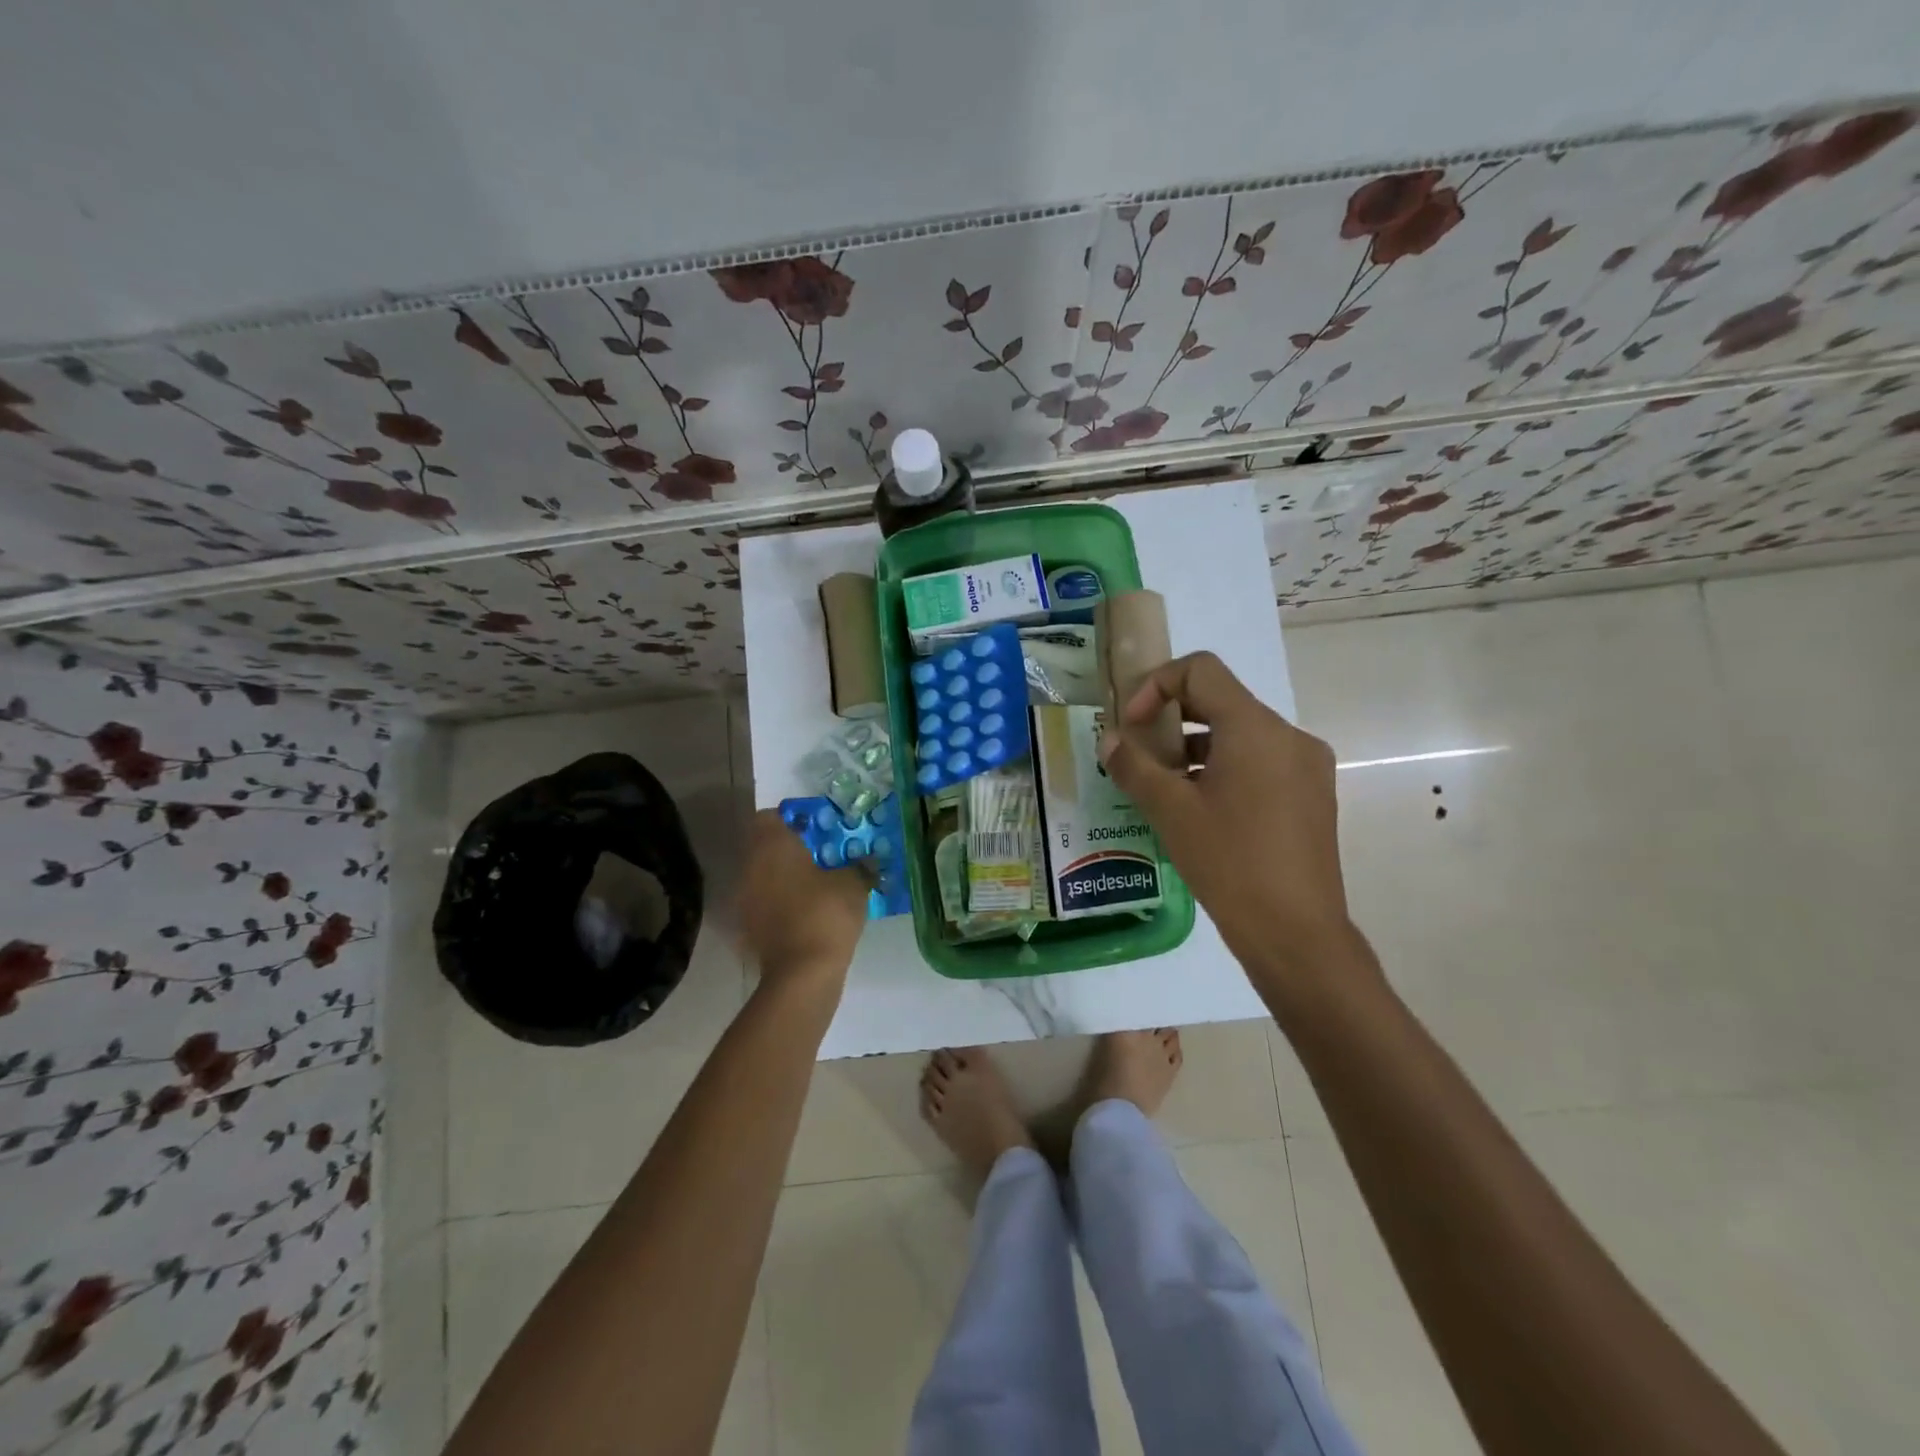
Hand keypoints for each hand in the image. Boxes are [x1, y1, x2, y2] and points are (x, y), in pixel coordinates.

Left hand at [735, 810, 869, 988]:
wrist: (802, 973)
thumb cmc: (826, 913)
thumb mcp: (854, 883)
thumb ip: (859, 866)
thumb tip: (867, 862)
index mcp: (771, 846)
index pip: (769, 817)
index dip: (791, 819)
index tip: (815, 829)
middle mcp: (750, 866)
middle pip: (765, 847)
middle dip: (790, 850)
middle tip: (821, 856)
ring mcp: (745, 899)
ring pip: (763, 876)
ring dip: (784, 877)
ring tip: (816, 886)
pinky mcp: (748, 927)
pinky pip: (765, 903)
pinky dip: (781, 903)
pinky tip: (807, 913)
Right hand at [1097, 652, 1361, 993]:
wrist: (1296, 933)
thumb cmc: (1229, 863)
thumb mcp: (1170, 811)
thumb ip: (1133, 766)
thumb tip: (1109, 740)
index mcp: (1255, 728)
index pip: (1201, 670)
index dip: (1156, 685)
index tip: (1134, 726)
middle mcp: (1288, 736)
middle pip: (1220, 700)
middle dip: (1172, 718)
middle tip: (1140, 752)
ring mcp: (1306, 767)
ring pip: (1239, 735)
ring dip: (1195, 747)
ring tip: (1163, 786)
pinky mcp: (1311, 796)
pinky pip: (1259, 763)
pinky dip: (1223, 769)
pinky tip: (1199, 809)